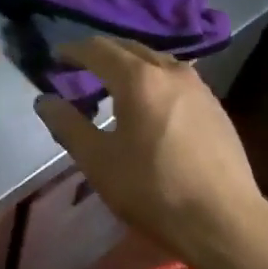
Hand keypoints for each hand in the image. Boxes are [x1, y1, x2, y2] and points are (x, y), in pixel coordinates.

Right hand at [34, 36, 267, 260]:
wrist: (222, 220)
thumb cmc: (152, 189)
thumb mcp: (98, 161)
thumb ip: (68, 125)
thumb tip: (45, 101)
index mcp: (139, 79)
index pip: (98, 49)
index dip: (73, 50)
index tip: (55, 56)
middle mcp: (172, 71)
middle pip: (130, 49)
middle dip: (102, 53)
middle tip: (79, 66)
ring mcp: (200, 88)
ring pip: (157, 62)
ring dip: (130, 66)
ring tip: (112, 84)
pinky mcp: (215, 108)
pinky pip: (176, 80)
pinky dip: (153, 81)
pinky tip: (148, 105)